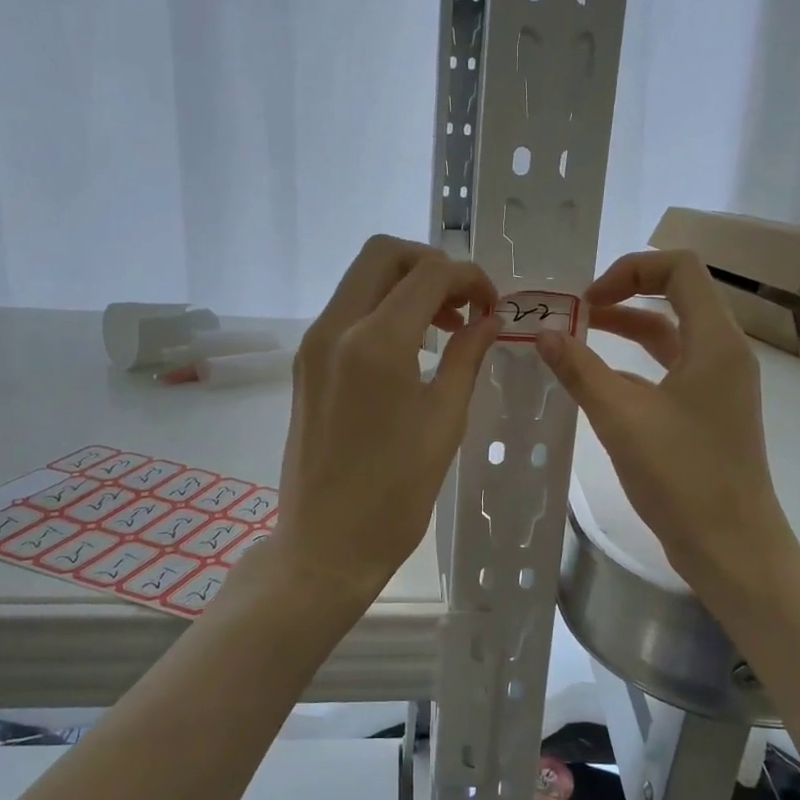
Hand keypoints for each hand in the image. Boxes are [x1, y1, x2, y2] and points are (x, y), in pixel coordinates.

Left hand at [273, 235, 499, 603]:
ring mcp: (313, 344)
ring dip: (406, 285)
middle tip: (465, 303)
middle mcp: (335, 328)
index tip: (494, 306)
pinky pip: (348, 311)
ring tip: (446, 327)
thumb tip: (487, 319)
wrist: (326, 544)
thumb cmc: (395, 493)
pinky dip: (383, 309)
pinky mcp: (306, 364)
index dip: (470, 278)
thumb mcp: (445, 421)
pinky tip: (411, 348)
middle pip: (384, 254)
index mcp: (375, 343)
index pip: (429, 274)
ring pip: (362, 278)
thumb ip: (467, 357)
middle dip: (432, 264)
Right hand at [535, 249, 798, 601]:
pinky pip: (670, 370)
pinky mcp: (710, 412)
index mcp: (715, 341)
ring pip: (672, 336)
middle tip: (575, 312)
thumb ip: (580, 371)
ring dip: (627, 329)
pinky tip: (597, 382)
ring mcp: (720, 384)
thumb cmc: (683, 477)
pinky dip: (635, 365)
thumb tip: (544, 334)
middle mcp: (723, 353)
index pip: (679, 268)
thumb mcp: (622, 419)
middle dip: (624, 294)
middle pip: (677, 296)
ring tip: (576, 337)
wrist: (732, 548)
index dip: (631, 268)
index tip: (588, 299)